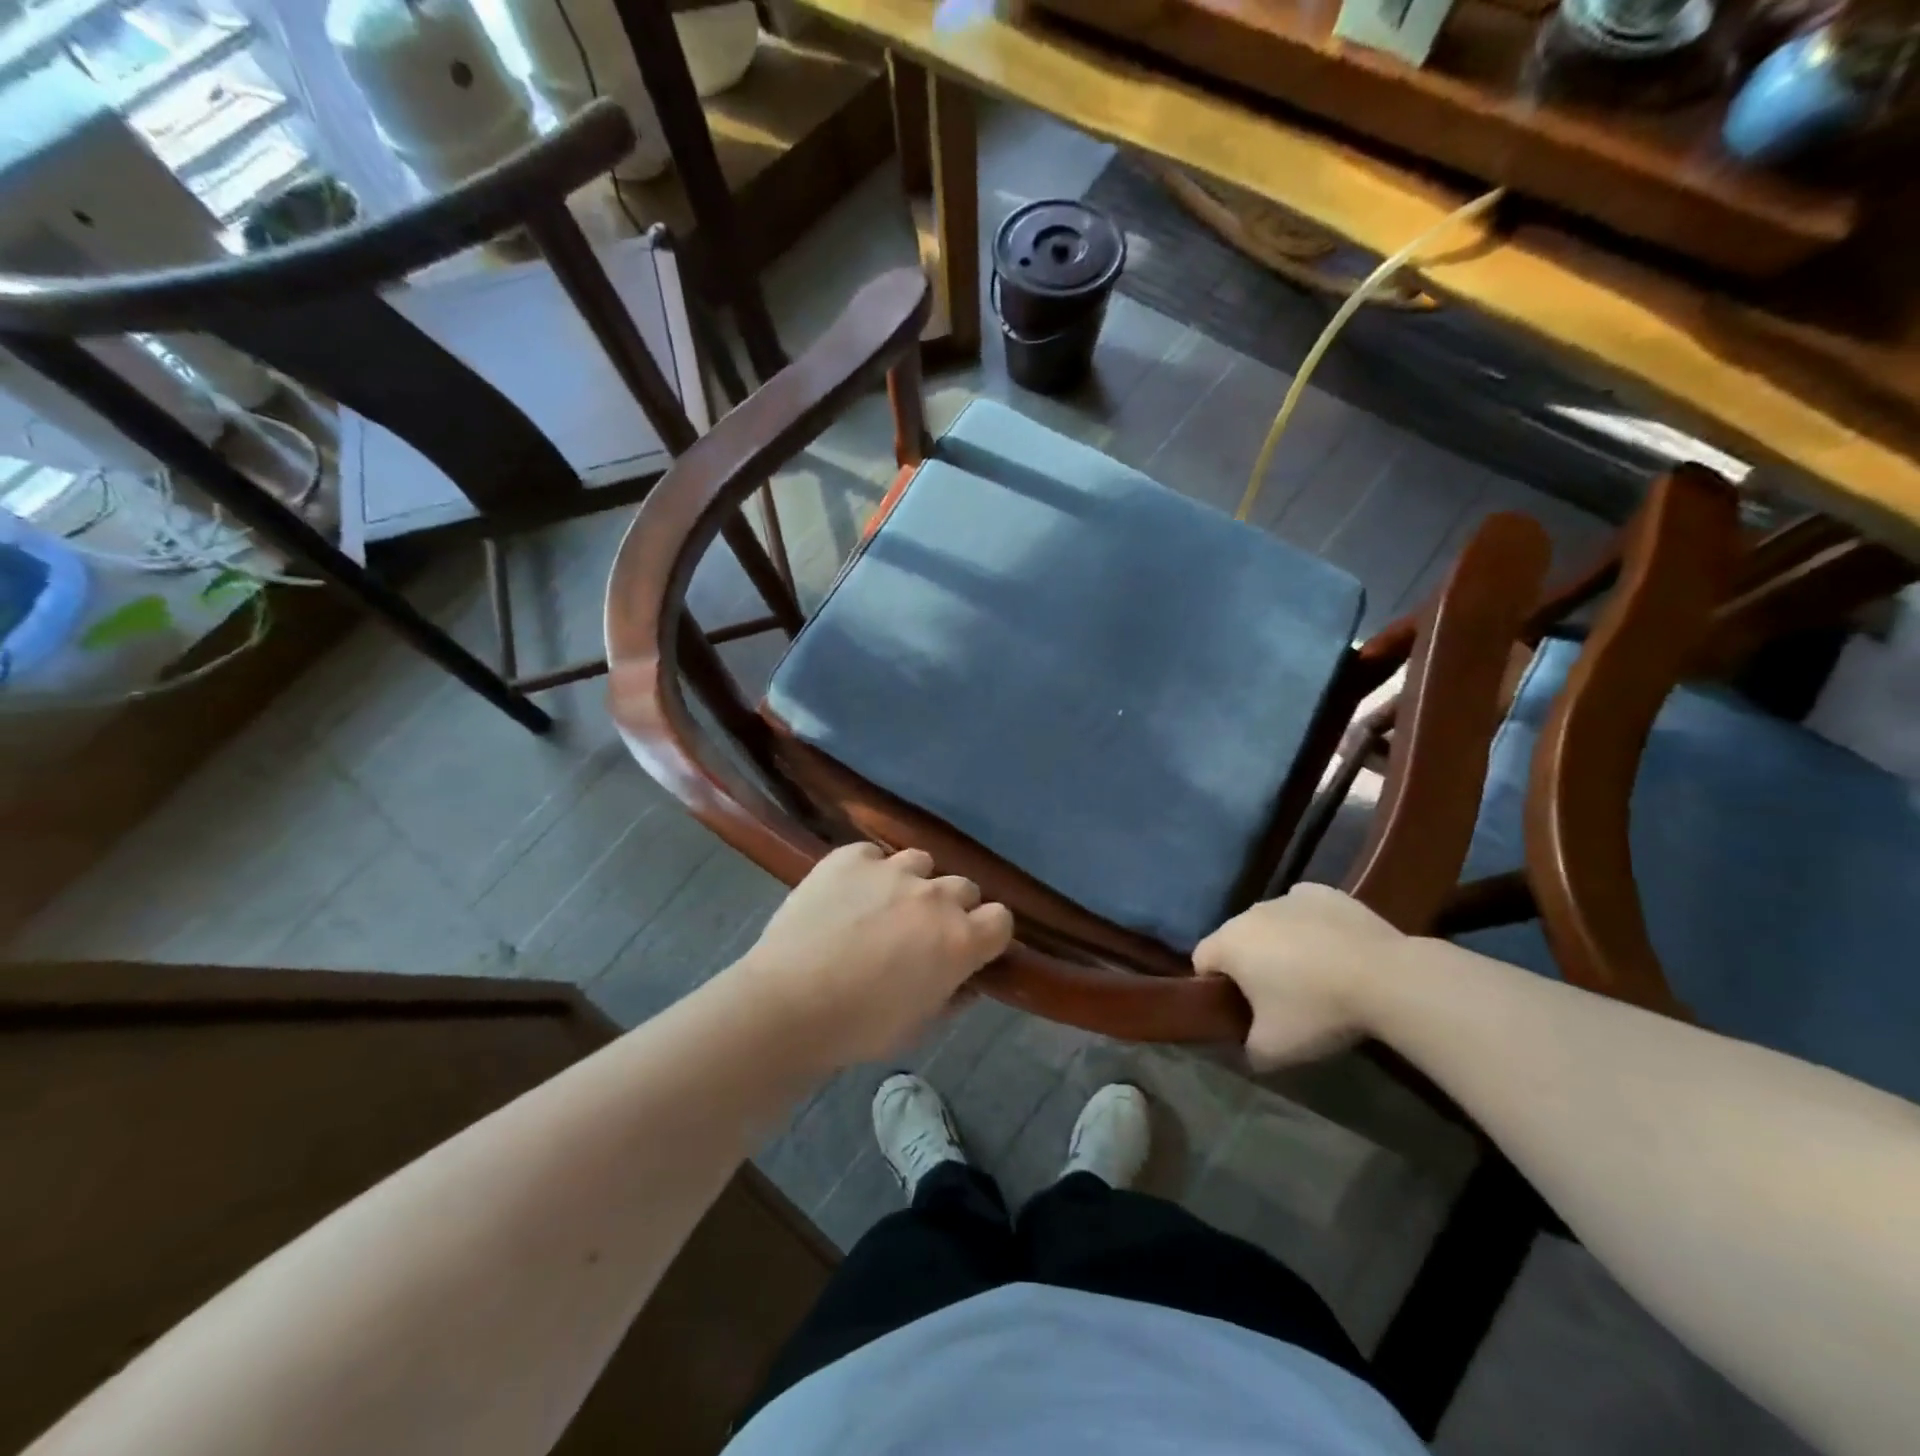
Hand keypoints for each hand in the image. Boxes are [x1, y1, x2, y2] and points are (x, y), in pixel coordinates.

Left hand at [735, 842, 1014, 1066]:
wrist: (788, 1004)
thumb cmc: (859, 1028)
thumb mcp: (920, 1026)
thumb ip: (953, 996)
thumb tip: (966, 981)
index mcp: (960, 940)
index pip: (1002, 919)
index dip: (988, 934)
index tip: (971, 948)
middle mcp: (935, 896)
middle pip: (964, 887)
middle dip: (951, 908)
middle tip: (921, 932)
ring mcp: (891, 870)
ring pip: (921, 862)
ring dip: (912, 883)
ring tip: (883, 906)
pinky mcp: (850, 857)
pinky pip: (873, 854)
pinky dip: (867, 871)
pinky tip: (847, 895)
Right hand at [1193, 884, 1403, 1070]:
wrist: (1386, 978)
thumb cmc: (1317, 1011)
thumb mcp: (1274, 1050)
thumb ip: (1246, 1050)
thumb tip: (1244, 1048)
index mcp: (1228, 944)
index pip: (1201, 961)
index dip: (1213, 987)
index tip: (1239, 1010)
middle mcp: (1250, 912)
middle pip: (1236, 940)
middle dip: (1248, 964)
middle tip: (1277, 999)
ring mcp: (1287, 897)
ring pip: (1270, 923)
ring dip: (1279, 944)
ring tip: (1312, 975)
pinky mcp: (1323, 893)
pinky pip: (1303, 909)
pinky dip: (1309, 925)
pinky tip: (1331, 948)